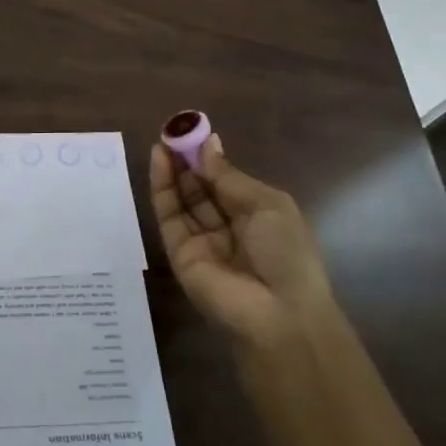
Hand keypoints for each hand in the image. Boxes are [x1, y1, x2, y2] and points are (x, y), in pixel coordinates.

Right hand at [148, 132, 334, 351]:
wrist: (277, 314)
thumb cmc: (286, 253)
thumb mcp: (267, 204)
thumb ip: (230, 177)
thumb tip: (209, 146)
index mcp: (257, 216)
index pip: (226, 181)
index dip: (209, 157)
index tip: (193, 131)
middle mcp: (228, 228)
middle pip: (201, 188)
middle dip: (187, 160)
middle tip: (172, 131)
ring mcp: (202, 241)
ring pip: (182, 200)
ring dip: (172, 170)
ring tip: (163, 141)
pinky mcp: (179, 253)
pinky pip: (169, 216)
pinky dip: (162, 188)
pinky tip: (159, 162)